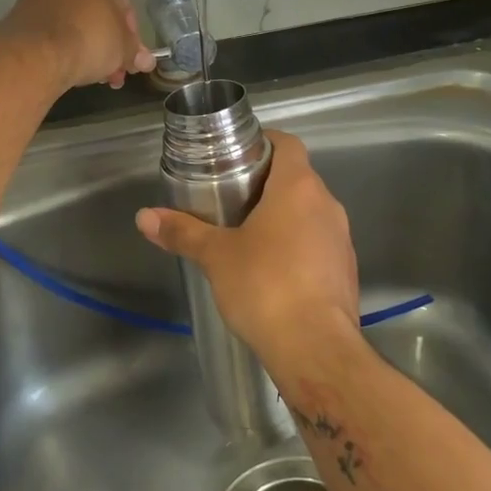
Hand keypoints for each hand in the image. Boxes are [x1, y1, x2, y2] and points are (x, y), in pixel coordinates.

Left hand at [2, 0, 155, 92]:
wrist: (37, 51)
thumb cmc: (91, 37)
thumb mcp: (124, 48)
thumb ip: (135, 53)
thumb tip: (145, 62)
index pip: (123, 2)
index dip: (130, 34)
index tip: (131, 57)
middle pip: (96, 9)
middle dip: (107, 42)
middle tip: (115, 70)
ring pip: (72, 19)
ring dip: (86, 45)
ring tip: (95, 76)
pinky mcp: (20, 10)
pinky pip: (51, 27)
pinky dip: (62, 44)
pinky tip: (71, 67)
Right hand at [135, 130, 362, 374]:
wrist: (316, 349)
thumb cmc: (265, 286)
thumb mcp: (216, 256)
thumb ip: (182, 232)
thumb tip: (145, 217)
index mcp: (299, 188)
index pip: (287, 144)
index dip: (263, 142)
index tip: (236, 154)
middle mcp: (327, 205)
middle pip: (297, 178)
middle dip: (265, 183)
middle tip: (229, 195)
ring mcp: (342, 239)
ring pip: (310, 212)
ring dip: (283, 216)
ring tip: (247, 233)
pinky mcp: (346, 271)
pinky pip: (319, 244)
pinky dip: (297, 246)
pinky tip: (272, 270)